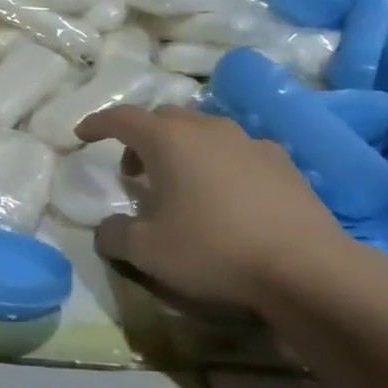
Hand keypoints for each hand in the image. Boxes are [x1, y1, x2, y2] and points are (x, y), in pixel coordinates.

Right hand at [75, 105, 361, 314]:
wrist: (306, 269)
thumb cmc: (214, 251)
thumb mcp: (148, 252)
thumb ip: (115, 235)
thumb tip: (105, 228)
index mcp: (169, 140)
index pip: (122, 118)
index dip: (97, 124)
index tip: (81, 135)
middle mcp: (208, 128)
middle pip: (164, 119)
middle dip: (141, 138)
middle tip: (133, 171)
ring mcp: (250, 141)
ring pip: (203, 131)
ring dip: (182, 149)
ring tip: (180, 184)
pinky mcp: (282, 162)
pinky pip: (237, 151)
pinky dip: (219, 163)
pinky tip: (226, 196)